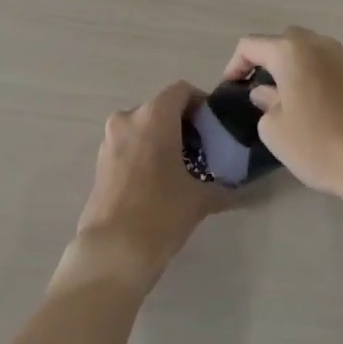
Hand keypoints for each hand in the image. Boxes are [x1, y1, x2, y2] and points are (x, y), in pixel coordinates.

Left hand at [65, 81, 224, 293]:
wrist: (112, 252)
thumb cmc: (161, 214)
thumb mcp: (200, 199)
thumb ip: (223, 187)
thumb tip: (242, 191)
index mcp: (153, 116)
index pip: (182, 91)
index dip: (201, 104)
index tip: (214, 127)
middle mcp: (128, 119)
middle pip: (161, 108)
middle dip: (183, 124)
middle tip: (203, 150)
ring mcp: (109, 140)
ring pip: (143, 126)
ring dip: (163, 139)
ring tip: (182, 169)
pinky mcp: (100, 162)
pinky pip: (129, 144)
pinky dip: (146, 152)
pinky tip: (159, 182)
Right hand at [223, 28, 342, 209]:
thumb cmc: (319, 144)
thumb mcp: (275, 130)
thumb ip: (265, 104)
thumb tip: (267, 94)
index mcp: (291, 51)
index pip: (251, 45)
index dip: (235, 65)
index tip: (230, 89)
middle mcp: (318, 45)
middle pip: (281, 42)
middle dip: (264, 60)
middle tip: (254, 88)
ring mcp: (342, 58)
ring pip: (306, 52)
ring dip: (289, 68)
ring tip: (280, 97)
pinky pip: (324, 67)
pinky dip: (310, 77)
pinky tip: (308, 105)